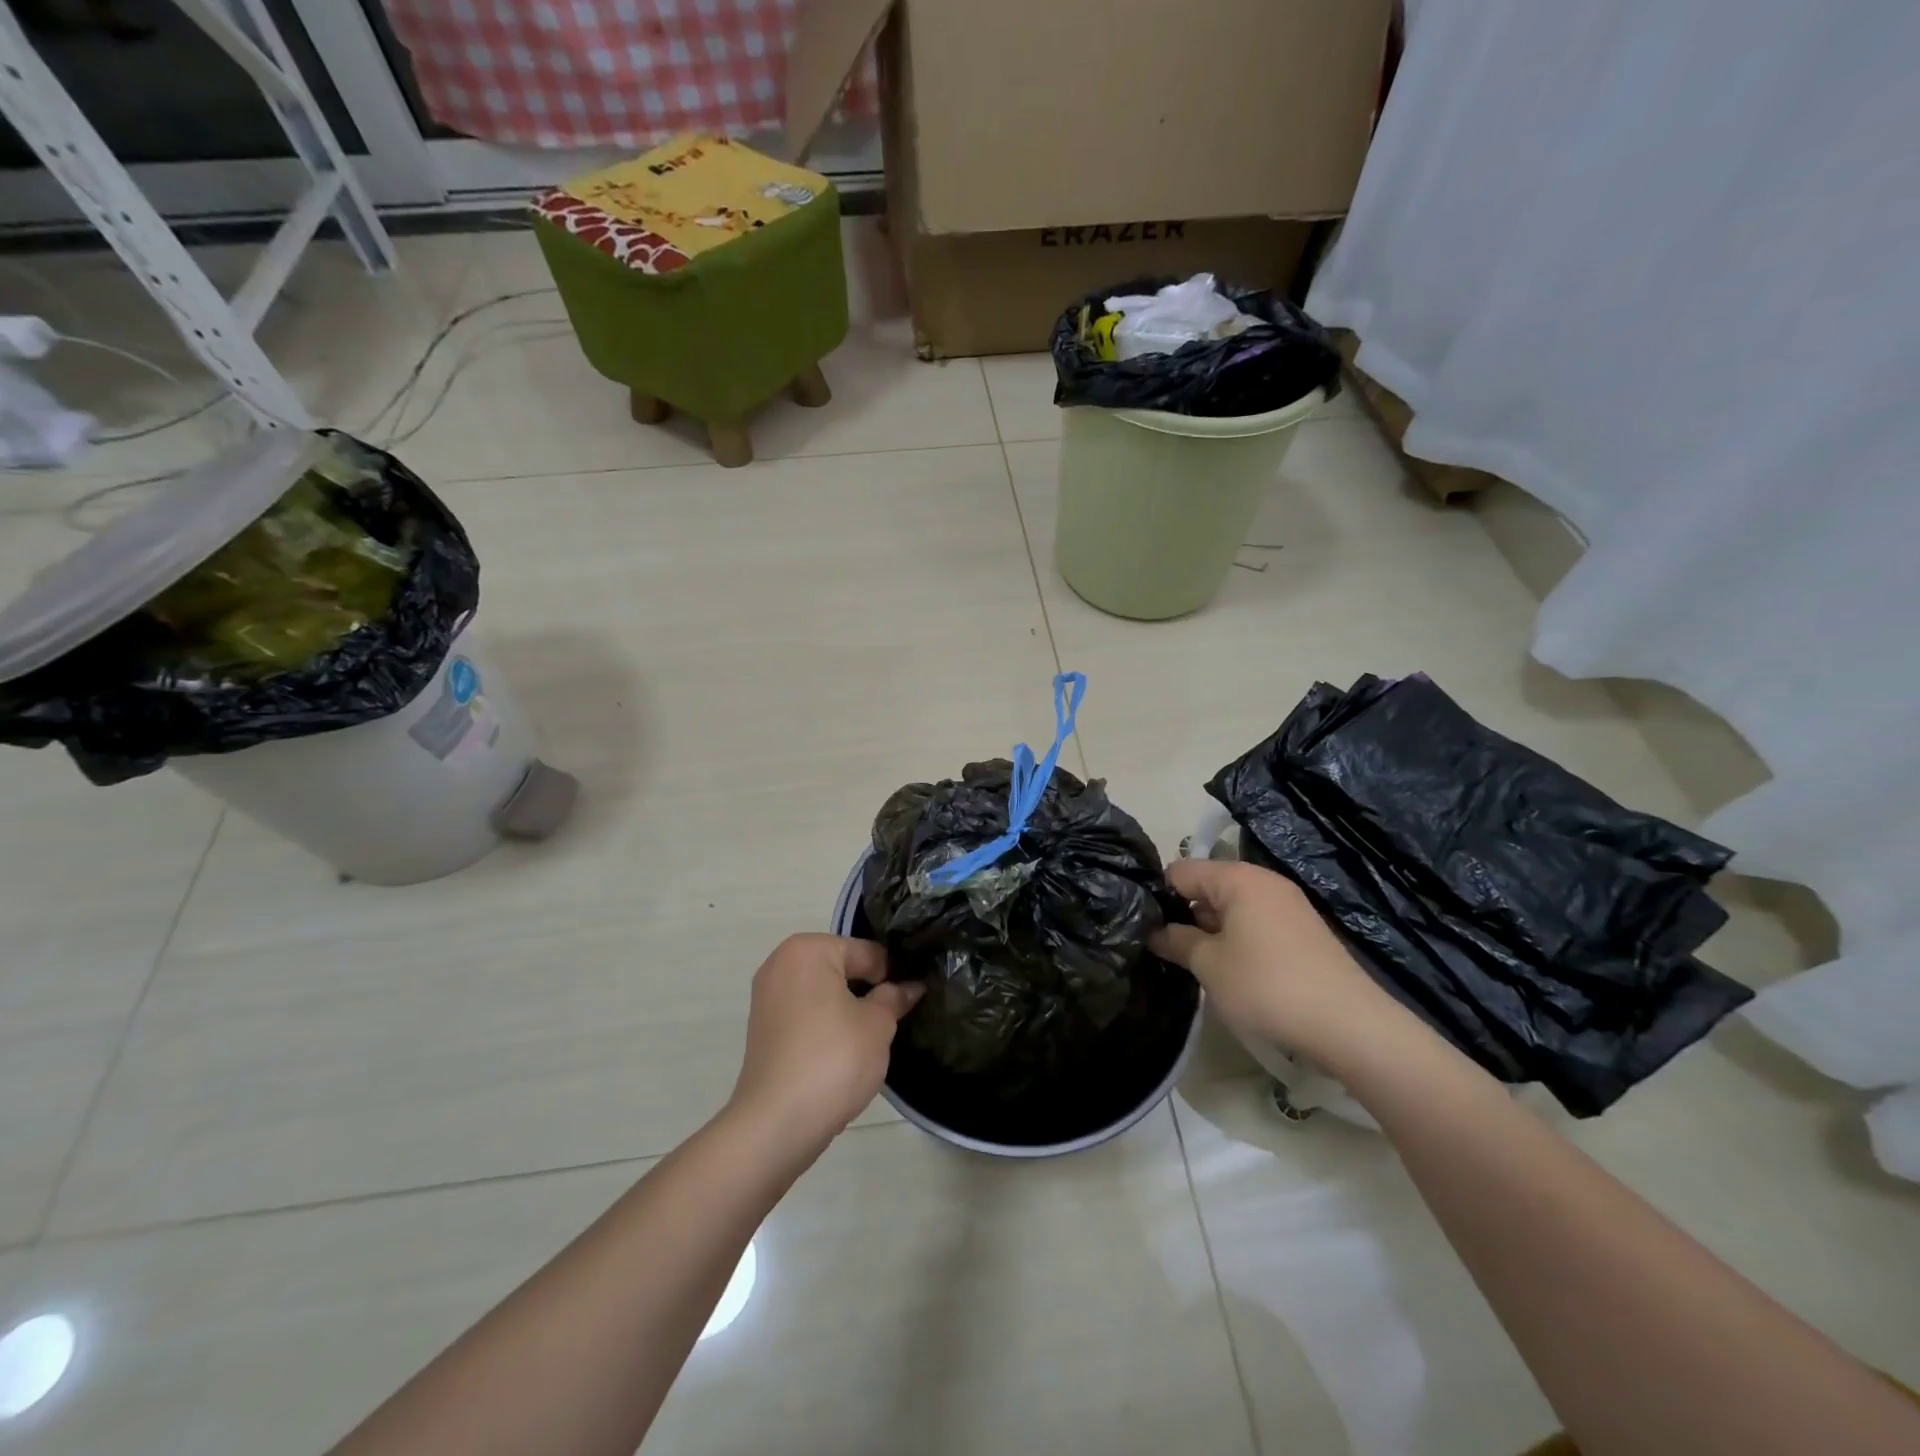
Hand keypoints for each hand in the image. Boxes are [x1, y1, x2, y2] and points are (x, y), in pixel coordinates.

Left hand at [728, 934, 923, 1153]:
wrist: (777, 1123)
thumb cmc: (833, 1059)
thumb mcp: (878, 1025)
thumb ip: (894, 998)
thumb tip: (910, 987)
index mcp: (808, 949)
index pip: (866, 952)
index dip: (893, 975)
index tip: (910, 999)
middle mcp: (781, 963)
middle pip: (841, 968)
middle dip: (868, 990)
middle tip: (894, 1018)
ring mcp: (767, 997)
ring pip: (823, 993)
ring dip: (847, 1009)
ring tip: (870, 1038)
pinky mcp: (762, 1029)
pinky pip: (805, 1014)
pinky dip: (825, 1025)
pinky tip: (843, 1052)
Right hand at [1150, 858, 1393, 1066]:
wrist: (1349, 1025)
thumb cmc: (1267, 985)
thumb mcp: (1209, 965)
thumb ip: (1176, 941)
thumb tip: (1154, 932)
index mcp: (1238, 878)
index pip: (1181, 871)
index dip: (1159, 896)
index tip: (1144, 927)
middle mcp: (1264, 881)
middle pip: (1208, 886)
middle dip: (1185, 914)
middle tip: (1167, 950)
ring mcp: (1288, 905)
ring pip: (1232, 907)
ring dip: (1212, 930)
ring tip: (1197, 964)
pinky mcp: (1303, 930)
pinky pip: (1256, 923)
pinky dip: (1238, 939)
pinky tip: (1234, 971)